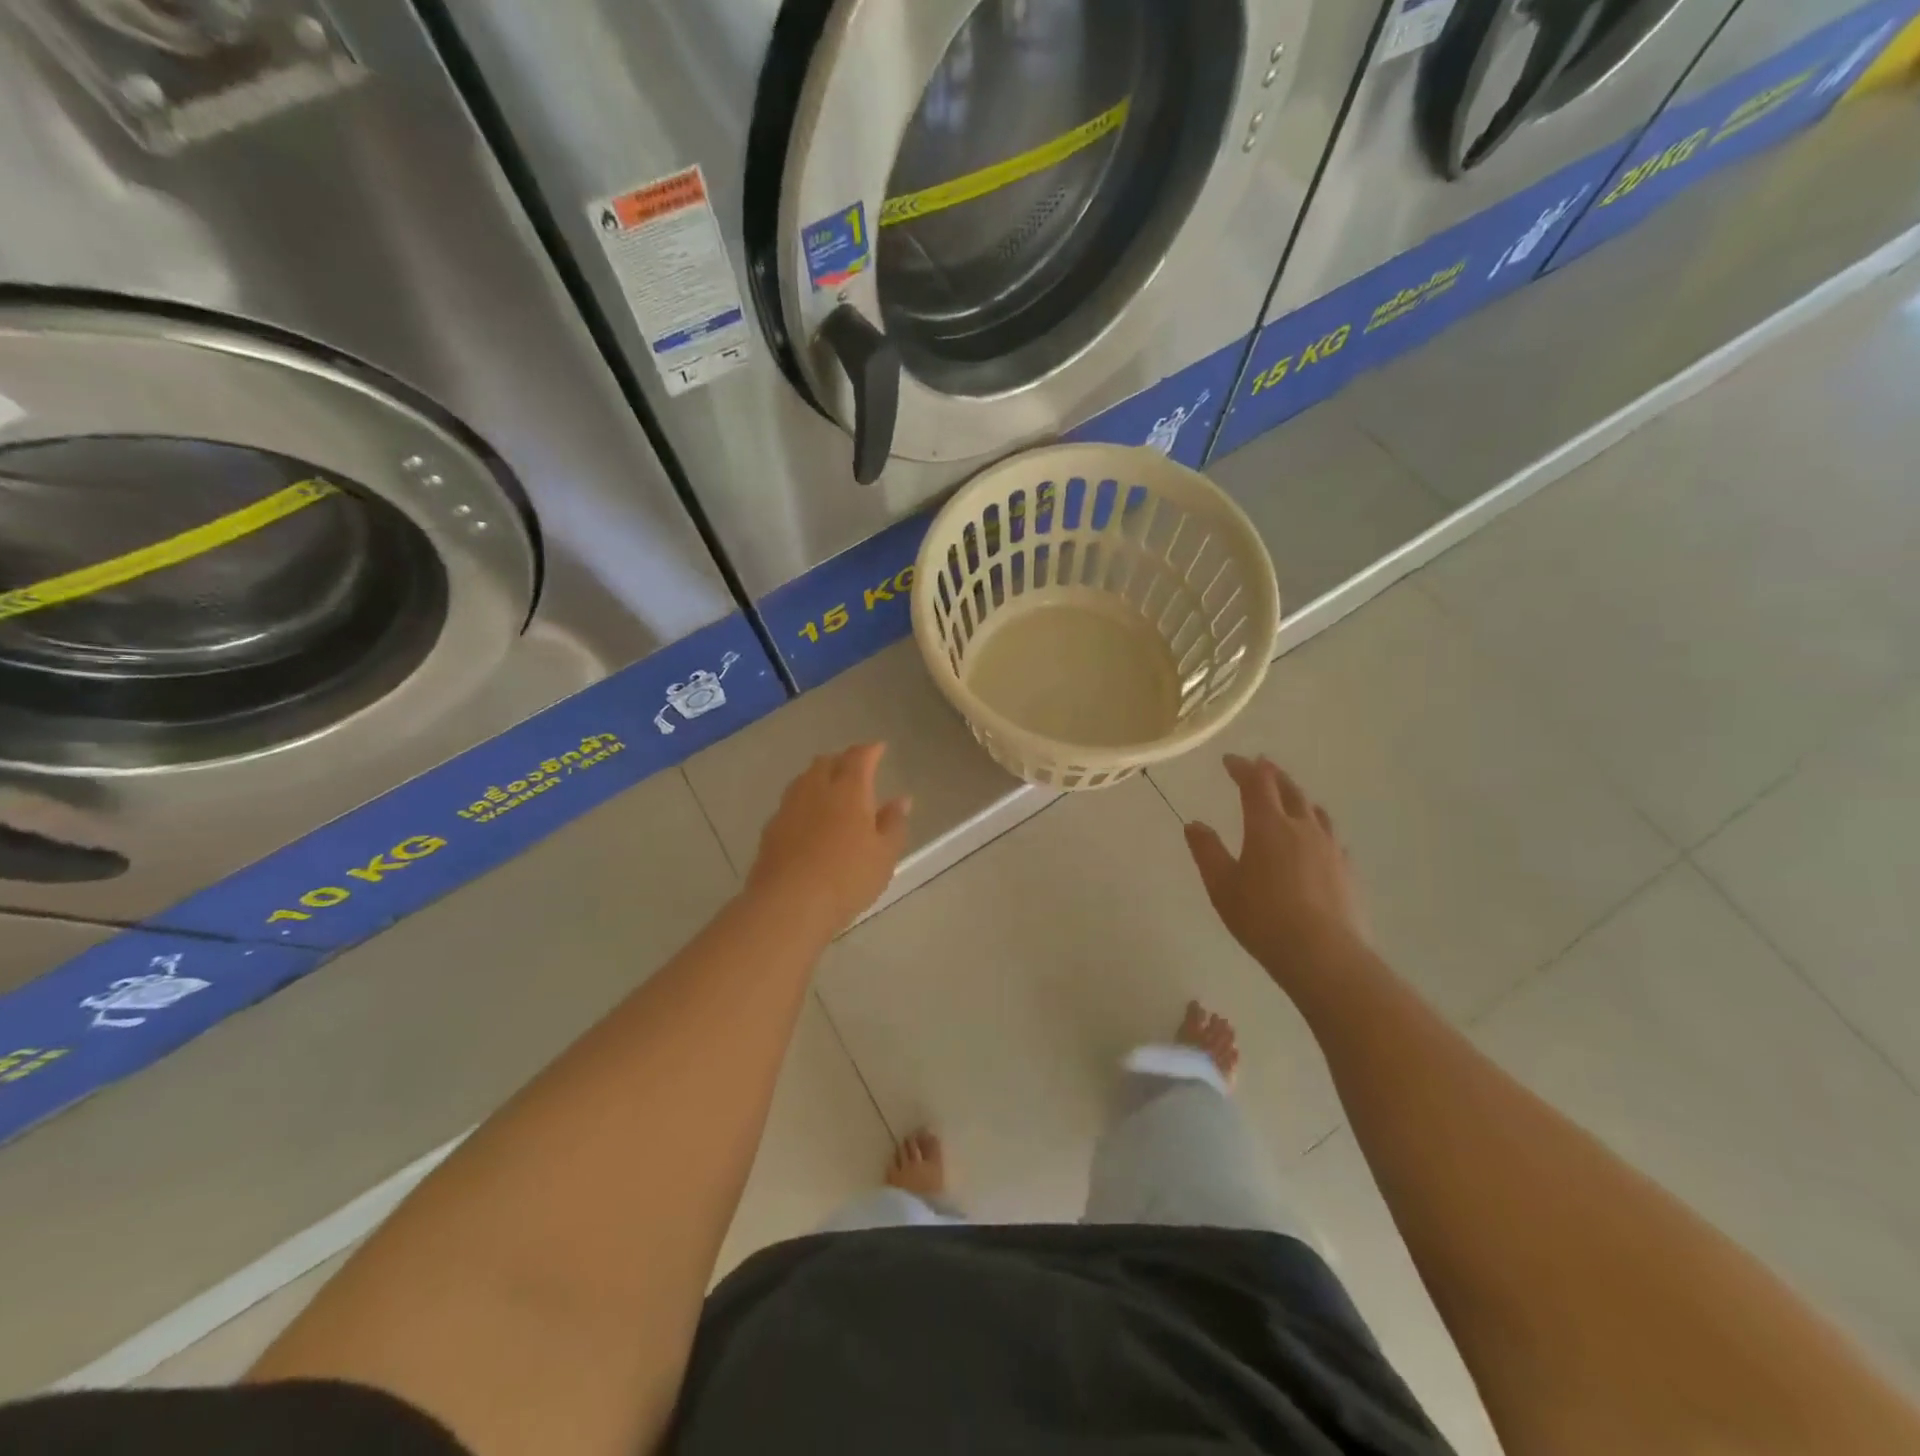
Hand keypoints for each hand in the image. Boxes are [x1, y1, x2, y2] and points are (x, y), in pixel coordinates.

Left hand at [747, 744, 910, 939]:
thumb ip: (893, 823)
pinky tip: (810, 820)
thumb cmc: (847, 878)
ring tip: (832, 791)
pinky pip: (791, 803)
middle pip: (826, 762)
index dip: (870, 750)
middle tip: (856, 770)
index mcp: (848, 790)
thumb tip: (901, 799)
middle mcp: (816, 789)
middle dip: (842, 761)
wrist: (788, 904)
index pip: (859, 757)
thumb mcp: (884, 855)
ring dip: (820, 778)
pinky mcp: (770, 829)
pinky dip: (805, 802)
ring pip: (805, 780)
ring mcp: (789, 807)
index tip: (879, 748)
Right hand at [1184, 754, 1362, 977]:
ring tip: (1290, 798)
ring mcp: (1331, 848)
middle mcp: (1303, 828)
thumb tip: (1194, 824)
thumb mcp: (1222, 886)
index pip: (1256, 783)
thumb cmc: (1262, 918)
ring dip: (1298, 797)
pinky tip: (1315, 842)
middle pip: (1290, 789)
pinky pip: (1331, 837)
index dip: (1243, 767)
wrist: (1323, 955)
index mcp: (1268, 826)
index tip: (1230, 760)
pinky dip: (1317, 827)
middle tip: (1261, 765)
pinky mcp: (1347, 870)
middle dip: (1272, 774)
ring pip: (1315, 811)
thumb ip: (1207, 851)